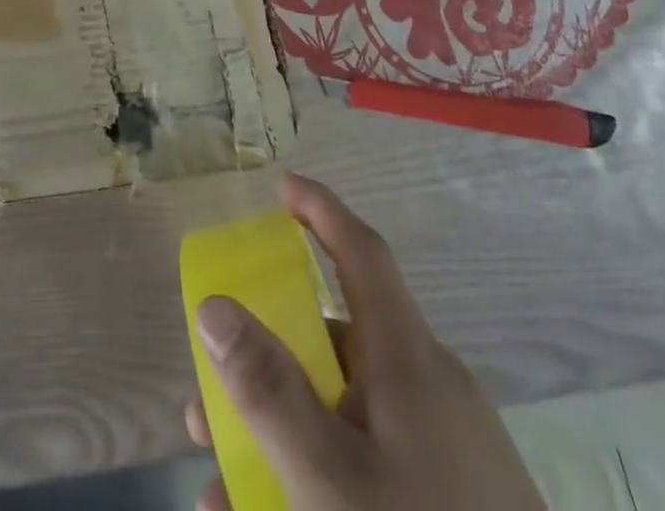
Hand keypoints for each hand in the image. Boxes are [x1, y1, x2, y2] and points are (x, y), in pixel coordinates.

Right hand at [187, 174, 543, 510]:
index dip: (321, 209)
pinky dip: (319, 478)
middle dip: (268, 362)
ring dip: (281, 436)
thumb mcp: (331, 480)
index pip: (361, 252)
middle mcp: (428, 388)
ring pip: (344, 414)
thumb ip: (268, 390)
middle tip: (211, 394)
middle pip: (335, 344)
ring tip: (222, 491)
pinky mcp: (453, 499)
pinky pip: (370, 464)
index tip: (281, 185)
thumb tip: (212, 305)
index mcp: (408, 360)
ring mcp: (446, 450)